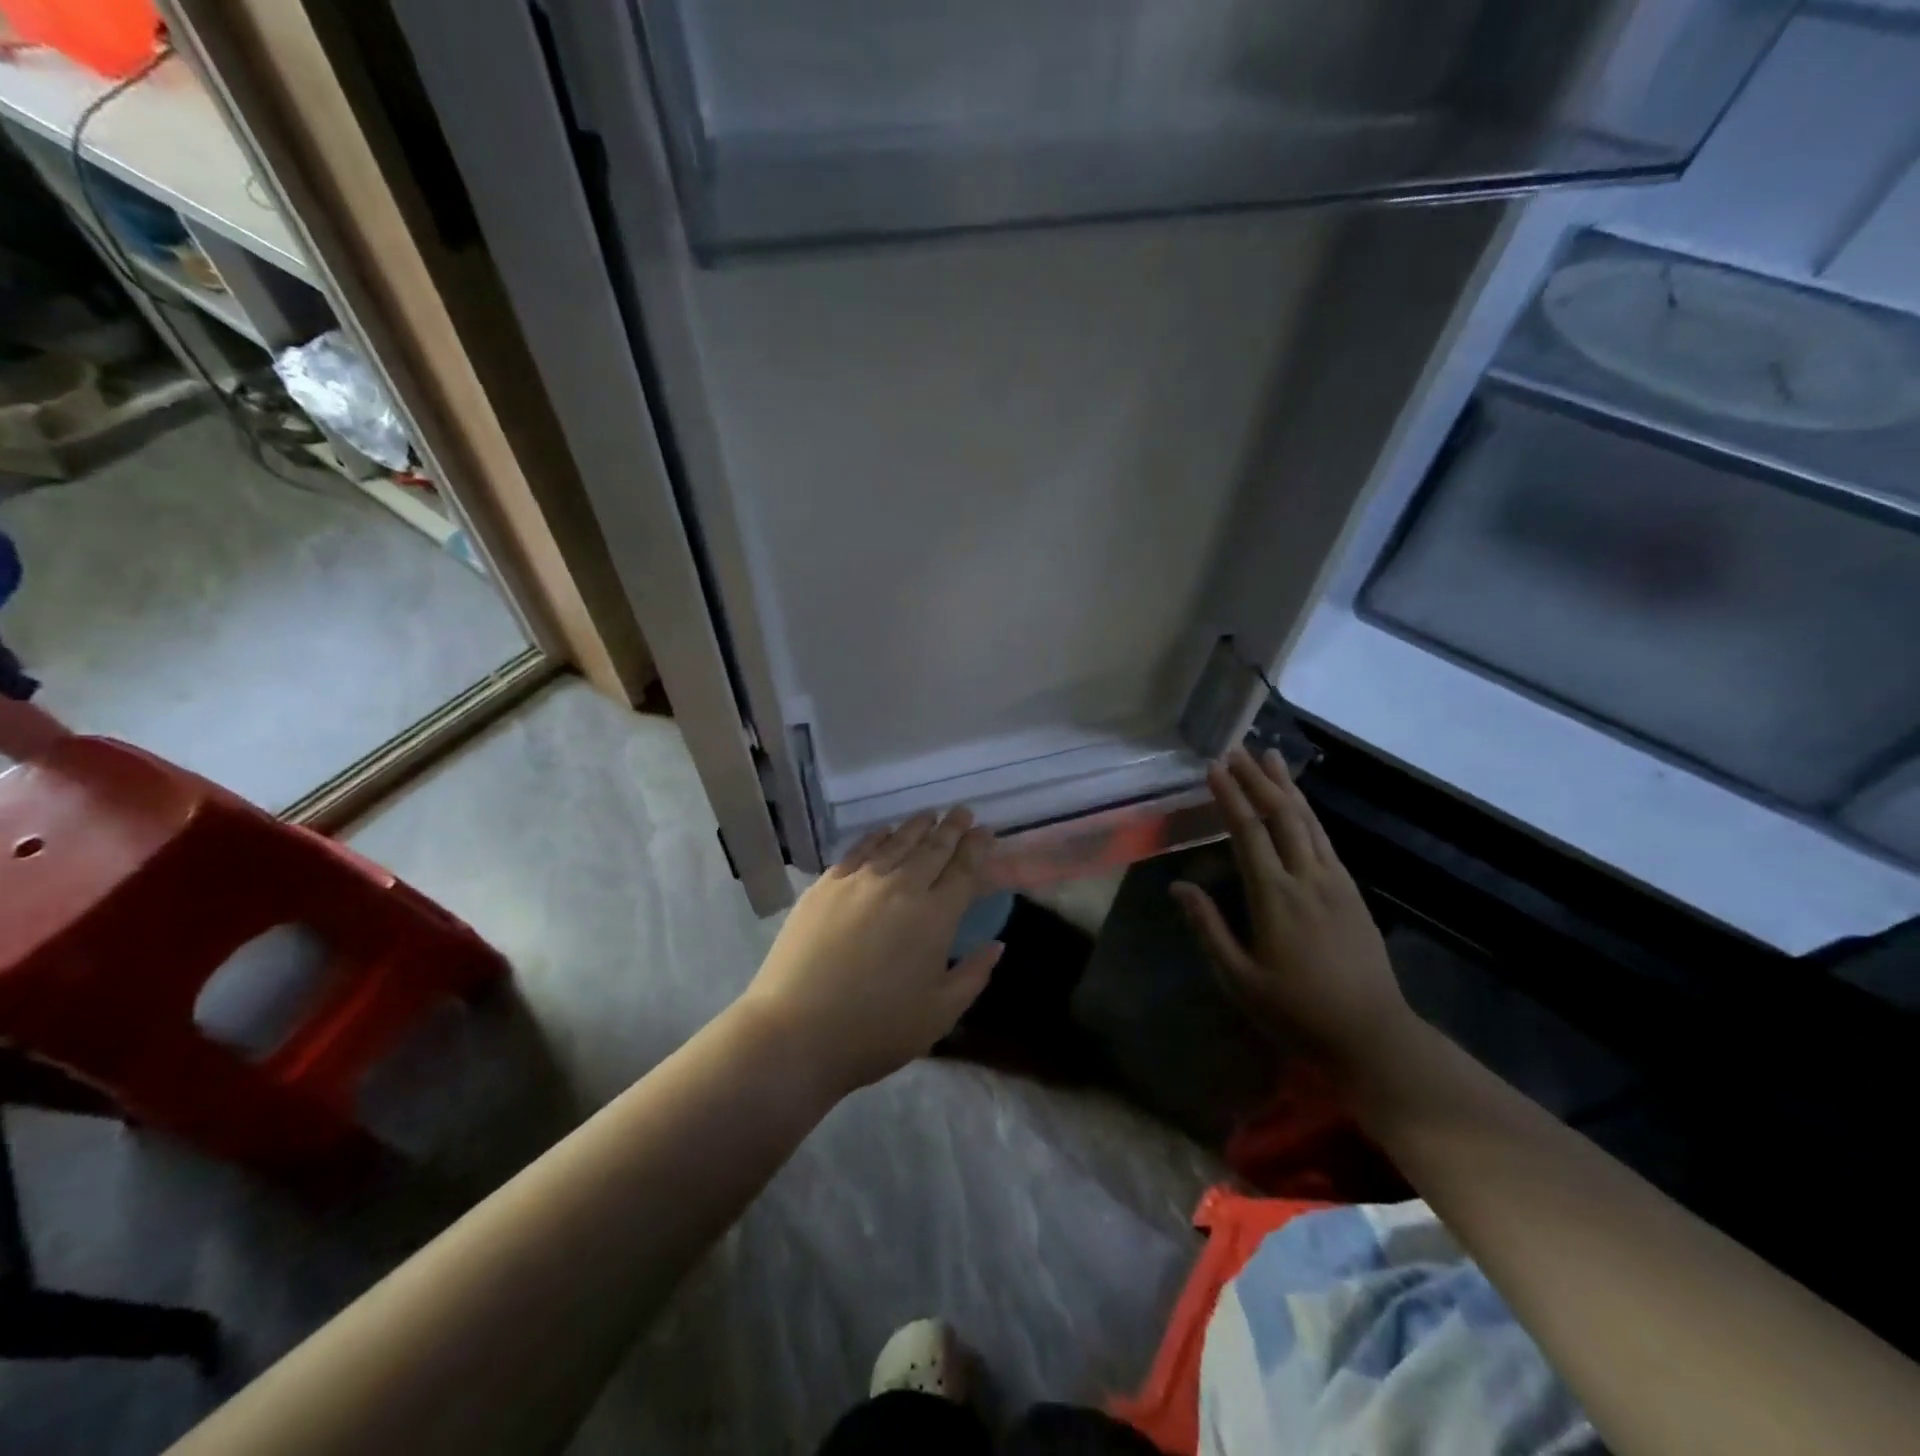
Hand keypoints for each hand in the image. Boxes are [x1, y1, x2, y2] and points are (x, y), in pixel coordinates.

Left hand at [739, 807, 1001, 1095]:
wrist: (796, 1032)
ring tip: (929, 814)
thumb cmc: (876, 1030)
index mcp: (935, 916)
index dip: (976, 847)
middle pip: (932, 848)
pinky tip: (884, 832)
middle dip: (951, 827)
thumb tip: (997, 944)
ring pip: (896, 842)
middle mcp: (901, 887)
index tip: (985, 830)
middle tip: (962, 811)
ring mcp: (859, 881)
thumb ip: (973, 974)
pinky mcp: (826, 885)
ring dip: (917, 826)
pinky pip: (859, 850)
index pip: (963, 870)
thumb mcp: (939, 1013)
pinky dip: (877, 836)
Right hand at [1171, 747, 1412, 1068]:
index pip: (1248, 832)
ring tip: (1270, 758)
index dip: (1230, 797)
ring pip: (1308, 821)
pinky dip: (1308, 812)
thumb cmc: (1297, 1011)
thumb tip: (1179, 886)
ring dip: (1287, 786)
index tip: (1214, 767)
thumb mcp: (1240, 980)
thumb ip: (1208, 929)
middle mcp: (1307, 878)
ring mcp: (1335, 882)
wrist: (1373, 1035)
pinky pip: (1325, 839)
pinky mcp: (1352, 891)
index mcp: (1275, 897)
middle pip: (1282, 815)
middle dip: (1257, 779)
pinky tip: (1299, 804)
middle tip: (1237, 750)